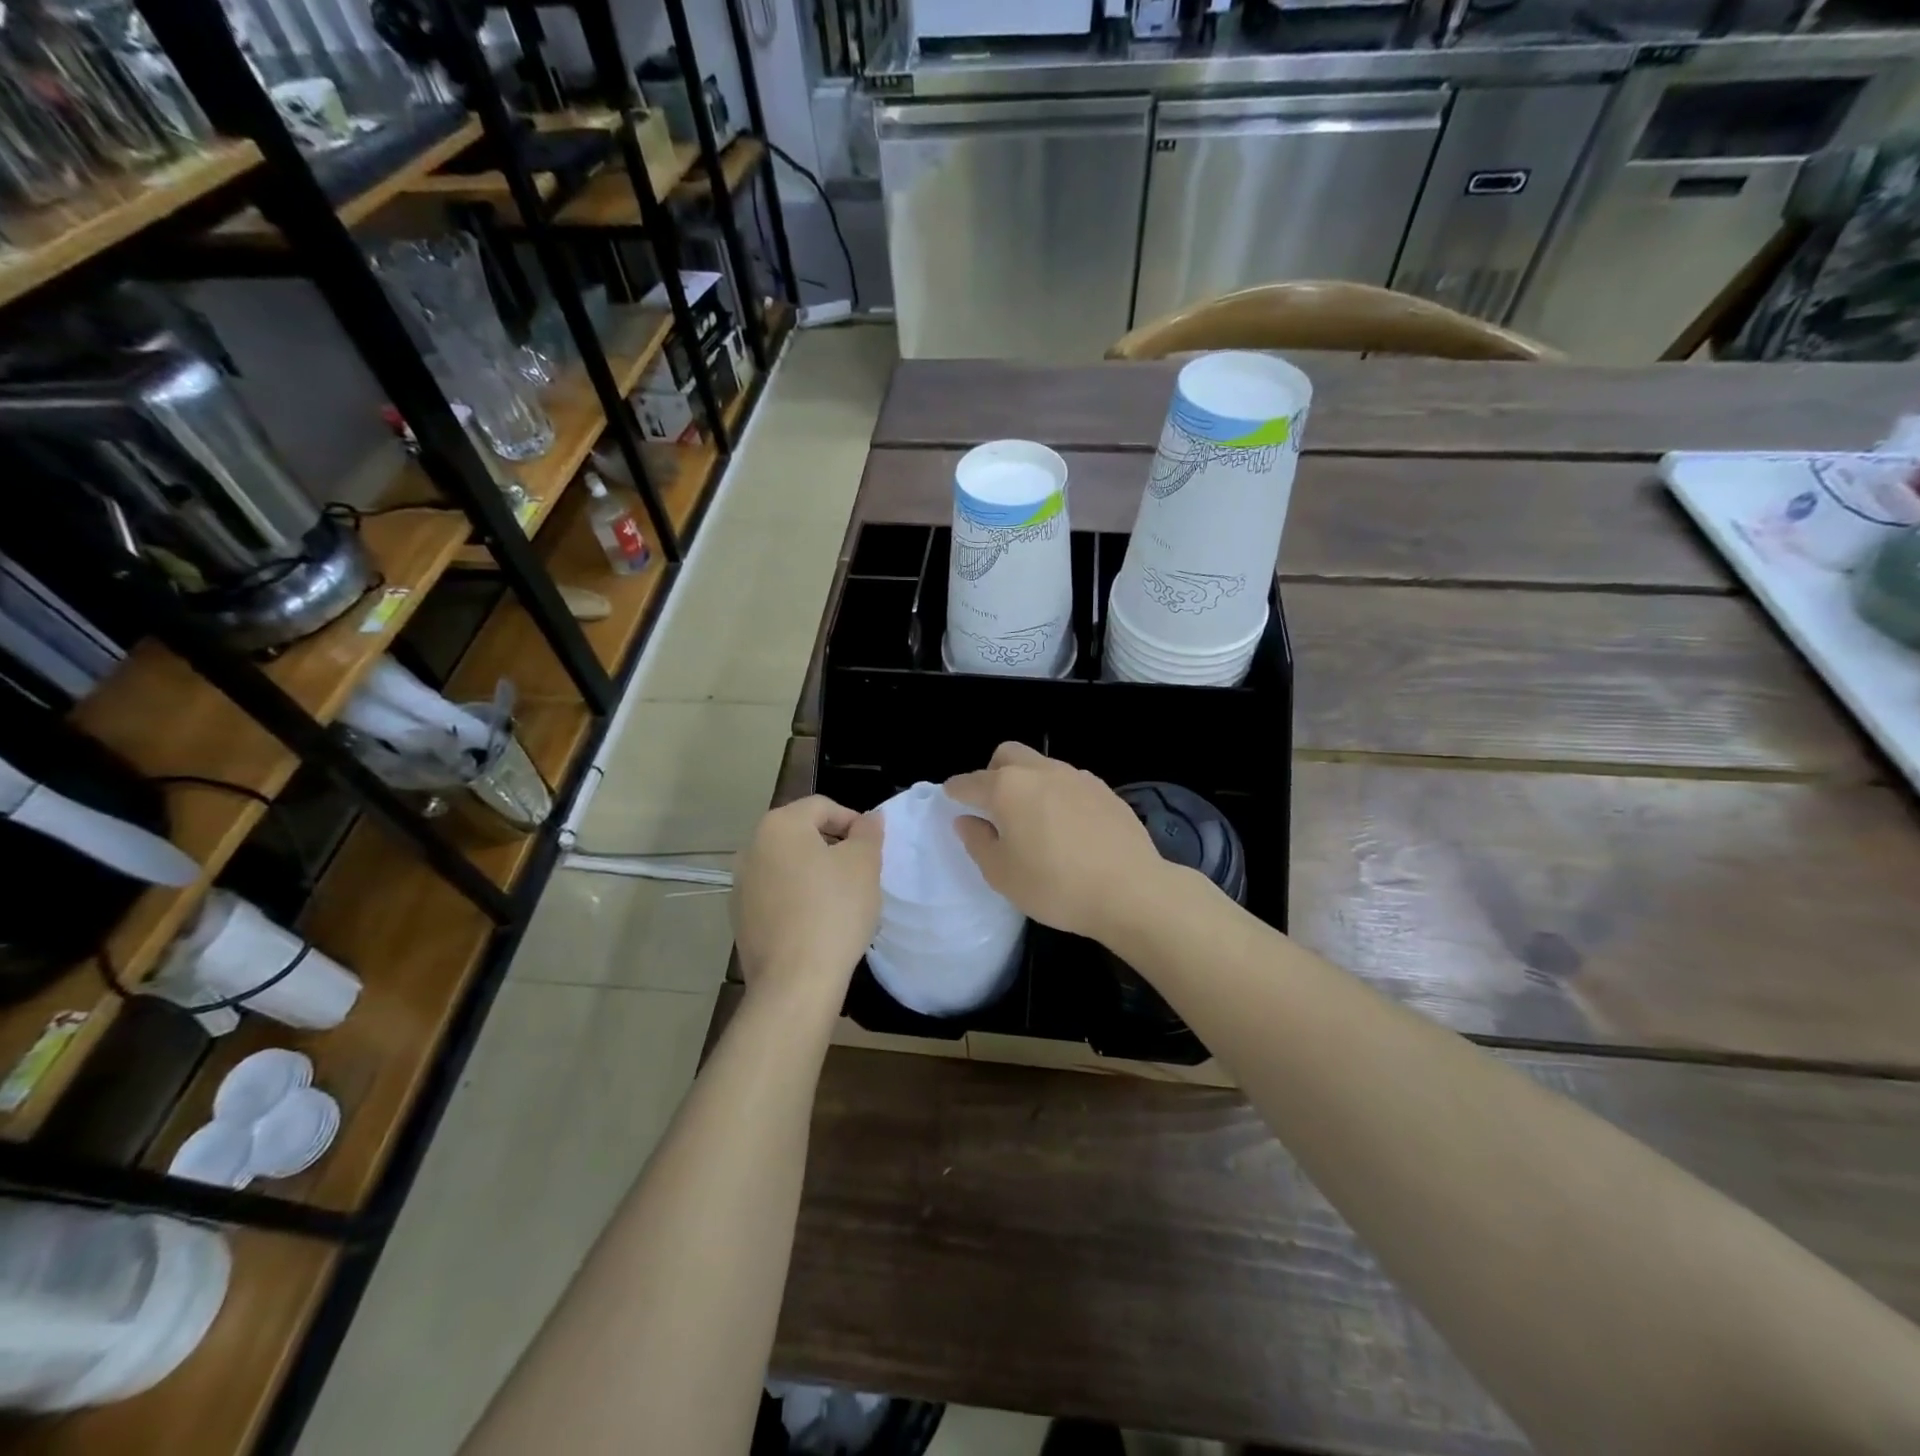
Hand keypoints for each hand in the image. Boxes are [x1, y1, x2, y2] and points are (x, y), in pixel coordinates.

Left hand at [733, 796, 881, 1001]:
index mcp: (779, 825)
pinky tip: (818, 923)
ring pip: (788, 865)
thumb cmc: (834, 911)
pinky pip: (776, 895)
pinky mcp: (740, 918)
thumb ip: (868, 832)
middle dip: (833, 847)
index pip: (823, 807)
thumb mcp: (864, 864)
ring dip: (814, 873)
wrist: (795, 981)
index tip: (873, 849)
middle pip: (801, 834)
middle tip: (861, 873)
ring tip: (841, 899)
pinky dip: (797, 898)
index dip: (853, 822)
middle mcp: (751, 847)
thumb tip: (869, 818)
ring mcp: (741, 885)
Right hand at [945, 742, 1169, 943]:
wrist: (1130, 890)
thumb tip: (967, 820)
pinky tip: (1066, 827)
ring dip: (1028, 783)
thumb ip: (978, 842)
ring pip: (1041, 766)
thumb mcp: (1002, 874)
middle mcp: (1041, 771)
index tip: (951, 801)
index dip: (955, 792)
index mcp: (1008, 788)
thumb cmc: (1055, 886)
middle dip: (992, 772)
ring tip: (1033, 819)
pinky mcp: (1104, 790)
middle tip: (993, 807)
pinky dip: (1057, 795)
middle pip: (1007, 755)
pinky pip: (1069, 782)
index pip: (969, 782)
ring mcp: (1077, 777)